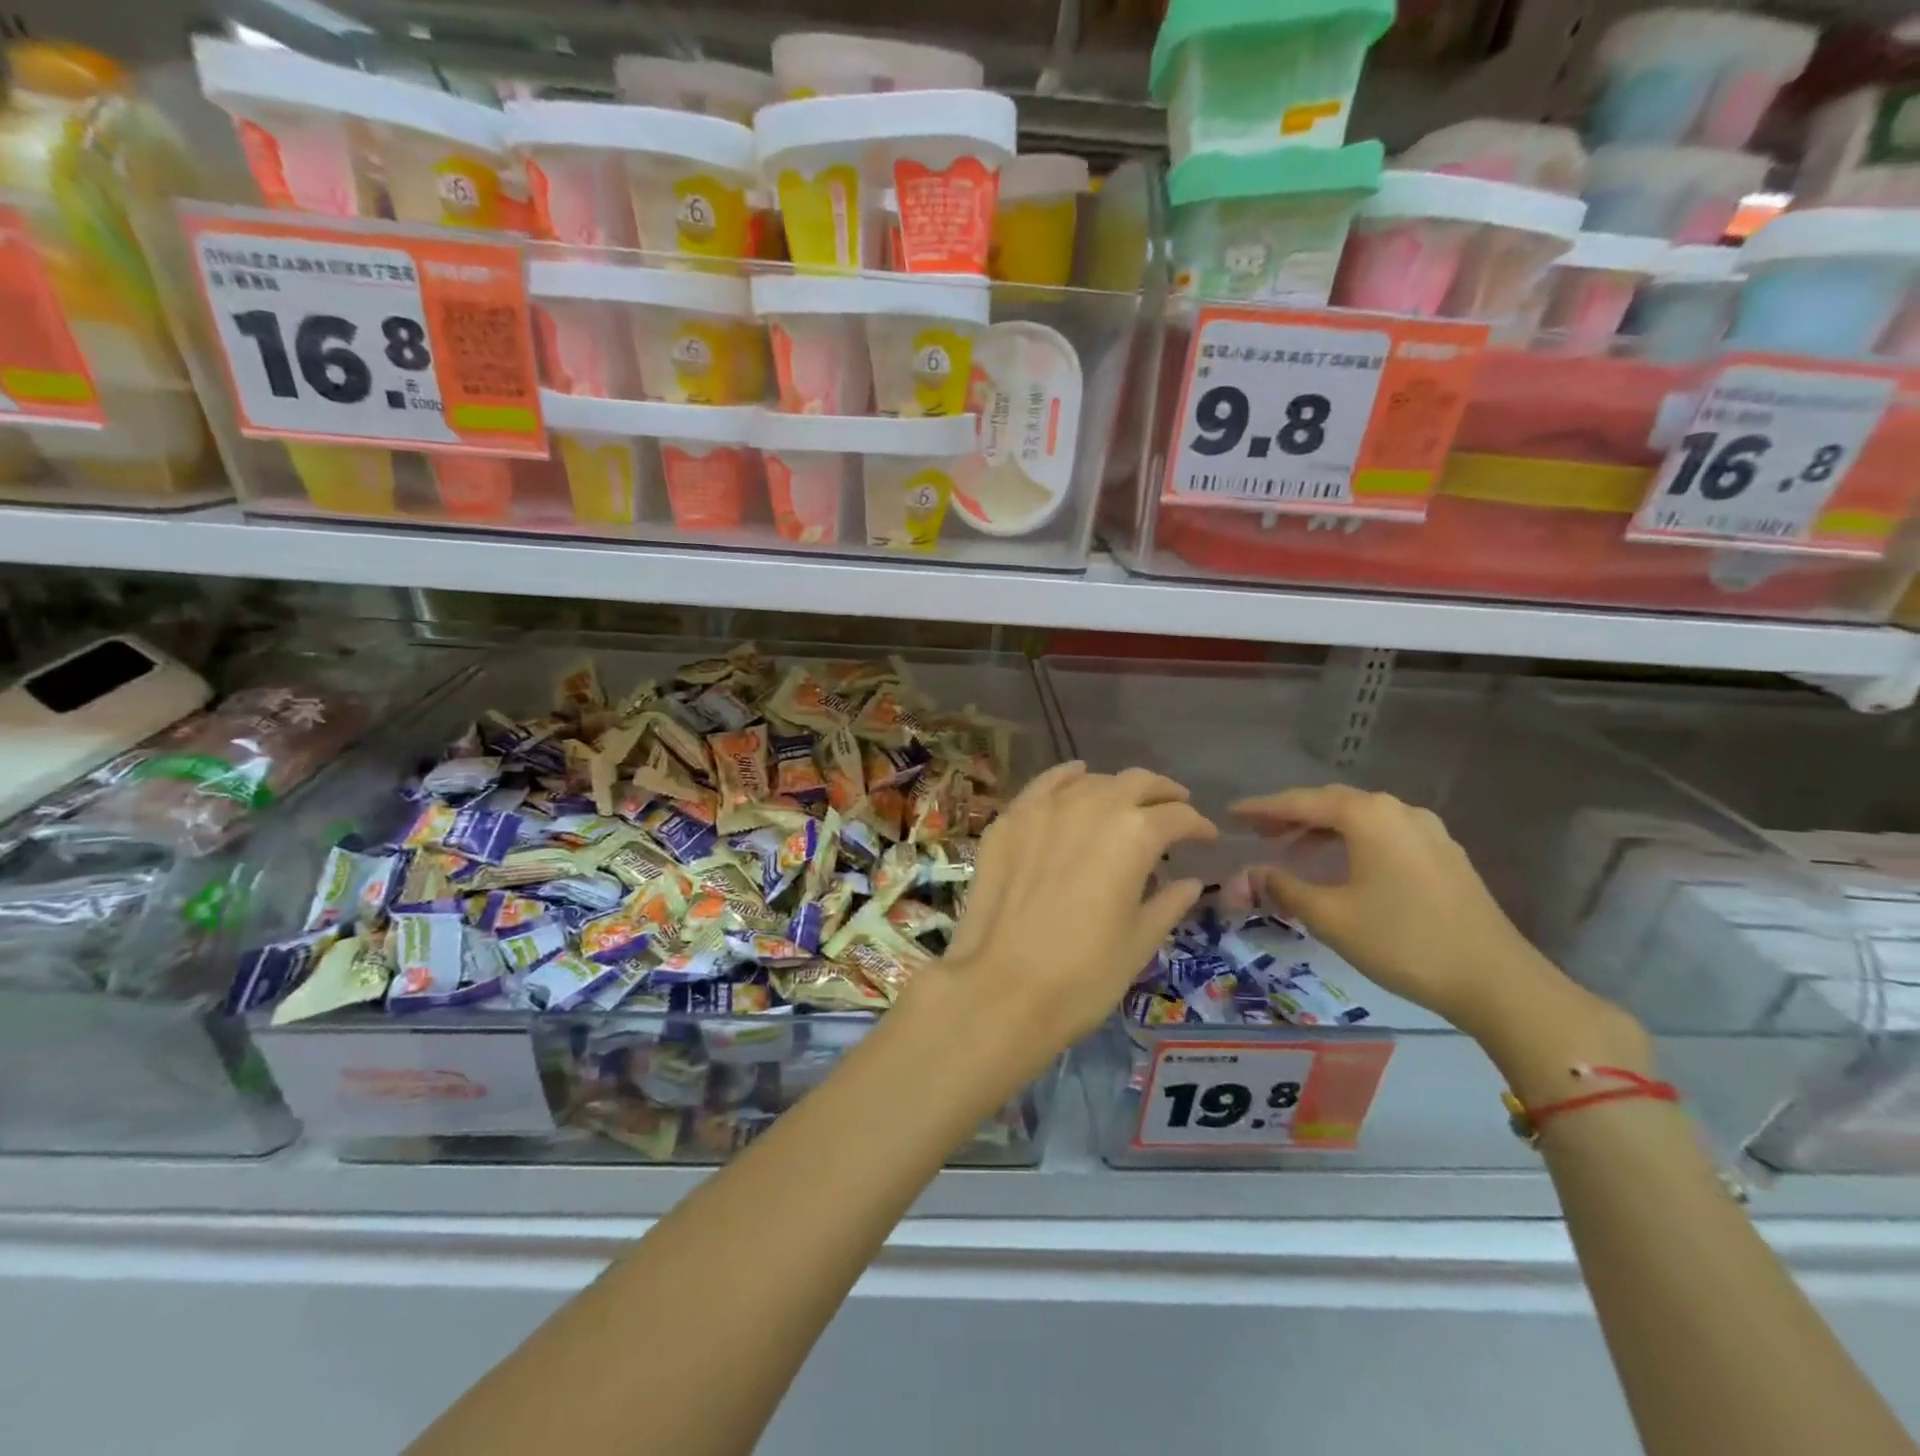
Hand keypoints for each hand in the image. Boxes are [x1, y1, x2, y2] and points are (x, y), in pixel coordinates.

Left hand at [919, 762, 1216, 1084]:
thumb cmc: (1083, 975)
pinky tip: (1077, 778)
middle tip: (1174, 809)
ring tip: (1125, 805)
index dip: (1197, 826)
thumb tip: (1191, 882)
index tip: (1206, 838)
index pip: (1177, 816)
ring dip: (1116, 788)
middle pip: (1136, 782)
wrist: (1000, 989)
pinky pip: (1045, 785)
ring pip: (1091, 780)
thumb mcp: (1139, 942)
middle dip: (1162, 794)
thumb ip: (1169, 902)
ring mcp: (1044, 808)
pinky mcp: (1008, 820)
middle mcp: (1091, 806)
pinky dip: (1068, 778)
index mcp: (1134, 834)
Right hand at [1226, 785, 1565, 1041]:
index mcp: (1368, 815)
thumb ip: (1283, 887)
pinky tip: (1342, 867)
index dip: (1262, 808)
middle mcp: (1398, 810)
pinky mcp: (1444, 855)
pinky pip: (1384, 835)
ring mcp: (1427, 831)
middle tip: (1258, 831)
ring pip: (1361, 818)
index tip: (1231, 814)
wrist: (1496, 980)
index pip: (1300, 802)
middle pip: (1332, 802)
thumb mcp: (1330, 916)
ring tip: (1293, 852)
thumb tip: (1251, 873)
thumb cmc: (1402, 941)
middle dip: (1292, 815)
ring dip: (1322, 830)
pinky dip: (1352, 842)